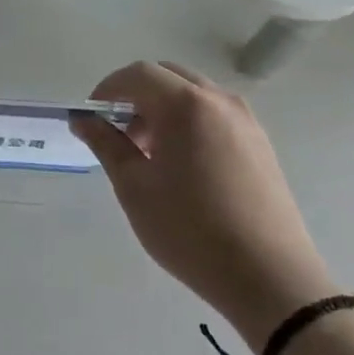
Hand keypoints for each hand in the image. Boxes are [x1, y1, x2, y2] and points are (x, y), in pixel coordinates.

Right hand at [72, 61, 337, 353]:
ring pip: (192, 94)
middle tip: (118, 133)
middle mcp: (219, 101)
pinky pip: (214, 114)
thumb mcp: (135, 187)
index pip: (137, 74)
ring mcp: (245, 121)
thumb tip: (82, 120)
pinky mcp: (260, 143)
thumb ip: (106, 144)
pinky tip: (182, 164)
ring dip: (162, 108)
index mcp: (186, 105)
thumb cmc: (191, 230)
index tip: (91, 118)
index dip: (107, 89)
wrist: (271, 279)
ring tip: (148, 153)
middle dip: (136, 96)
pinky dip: (188, 121)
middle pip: (167, 76)